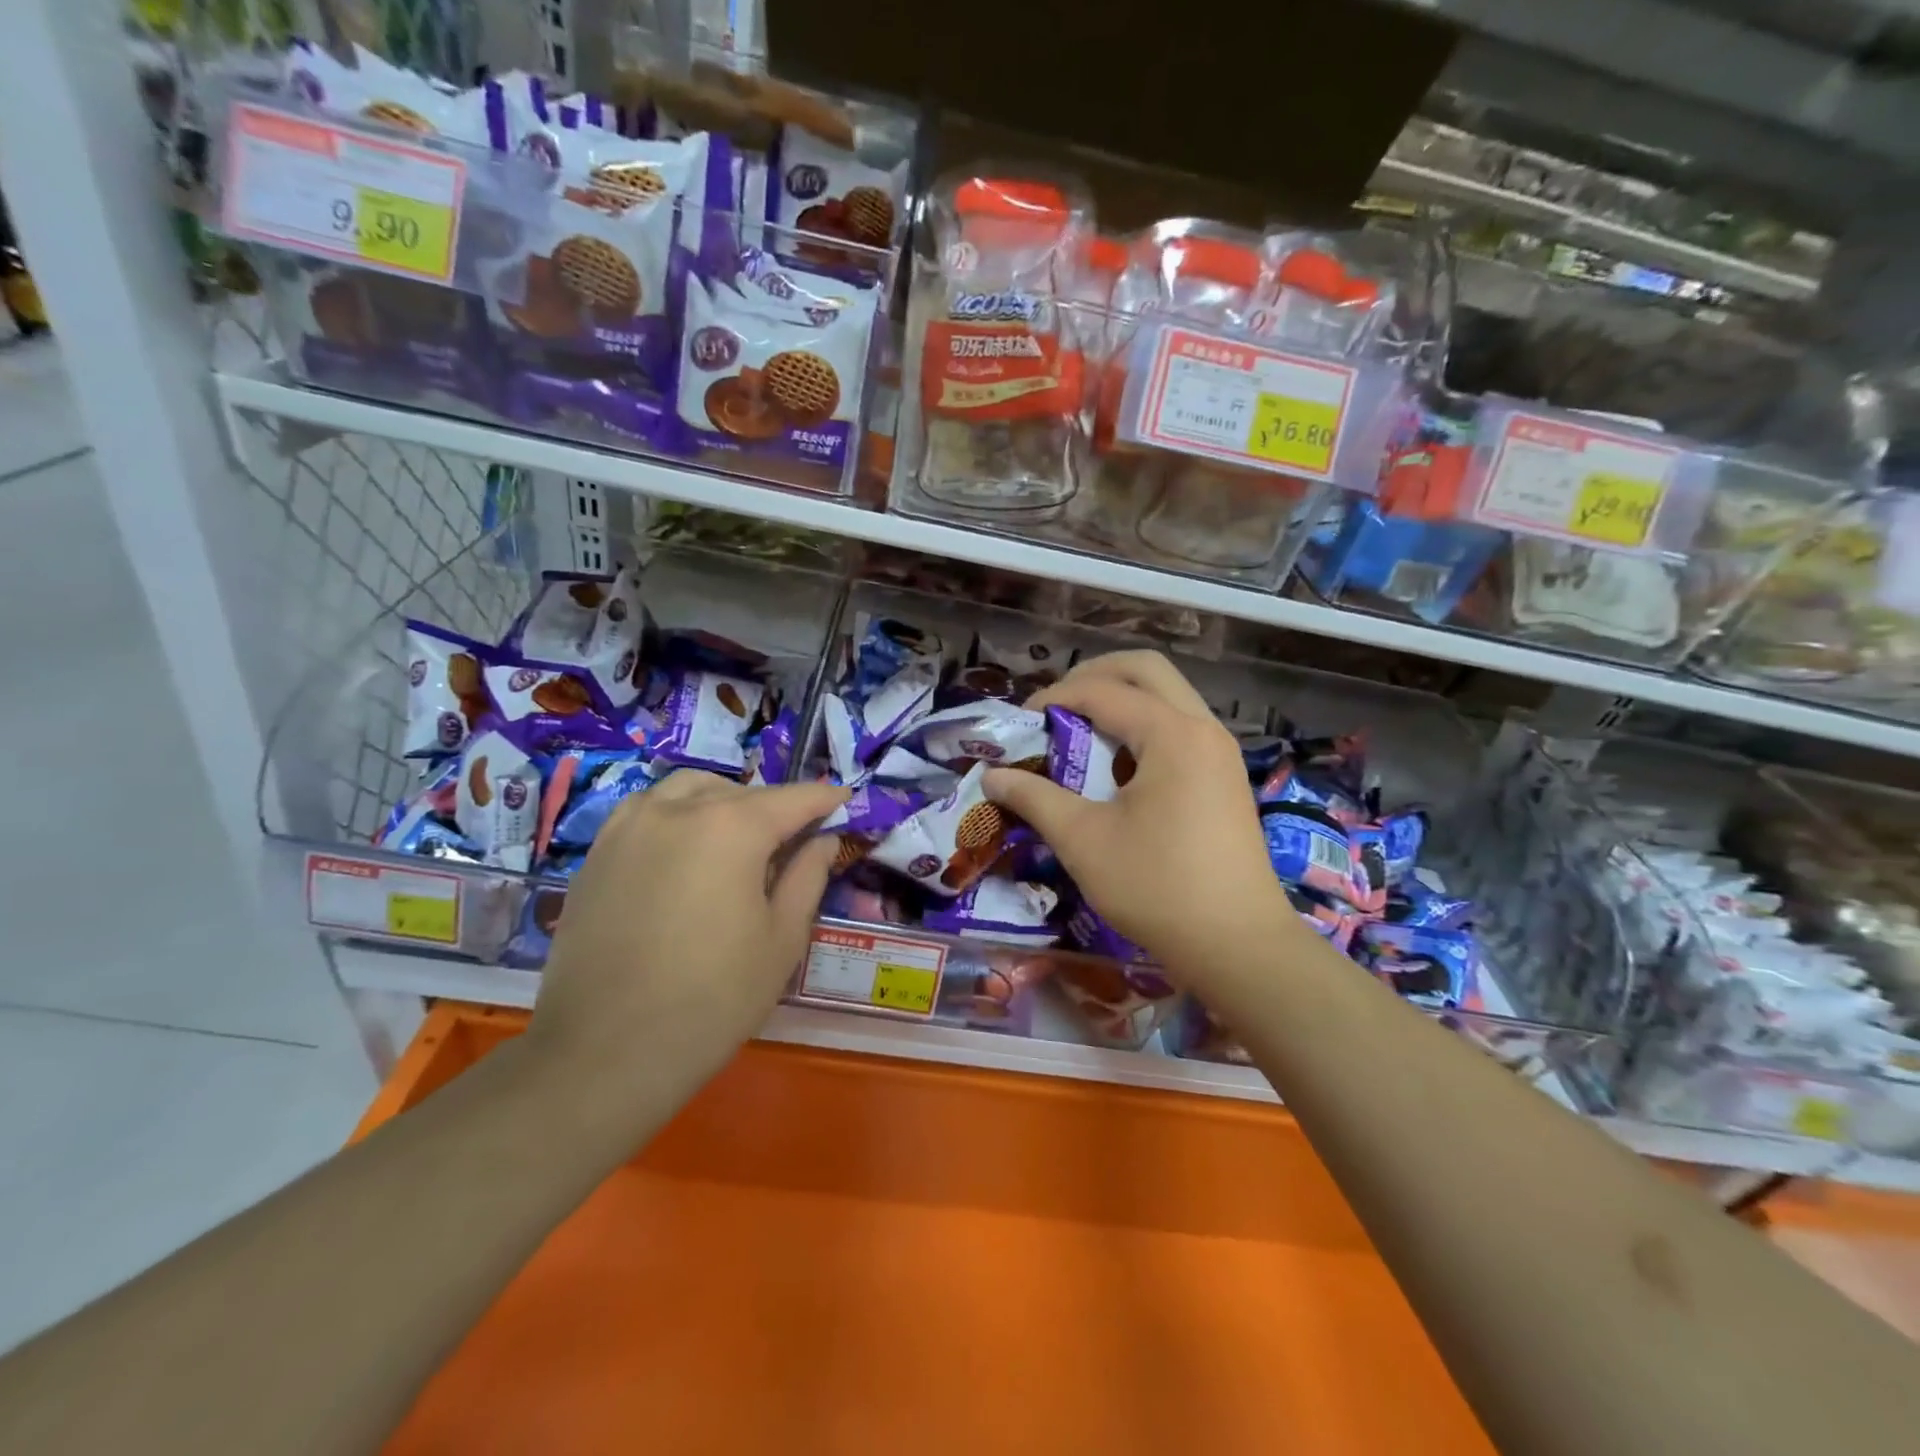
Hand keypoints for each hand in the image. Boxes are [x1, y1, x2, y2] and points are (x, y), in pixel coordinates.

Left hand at [525, 771, 846, 1139]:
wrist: (604, 1054)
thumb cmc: (713, 999)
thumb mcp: (782, 939)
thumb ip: (808, 876)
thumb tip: (823, 839)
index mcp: (731, 827)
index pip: (793, 799)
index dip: (826, 800)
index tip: (847, 801)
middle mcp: (678, 810)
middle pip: (741, 792)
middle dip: (774, 809)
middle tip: (793, 843)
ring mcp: (628, 827)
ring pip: (688, 790)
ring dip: (724, 802)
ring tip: (737, 841)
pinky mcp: (597, 853)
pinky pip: (647, 811)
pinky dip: (678, 816)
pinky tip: (685, 855)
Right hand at [982, 651, 1293, 986]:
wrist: (1239, 945)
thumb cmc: (1158, 887)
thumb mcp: (1084, 841)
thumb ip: (1035, 798)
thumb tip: (993, 776)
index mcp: (1172, 734)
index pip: (1103, 691)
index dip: (1054, 698)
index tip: (1021, 723)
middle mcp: (1202, 728)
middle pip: (1146, 669)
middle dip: (1094, 676)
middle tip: (1055, 706)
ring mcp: (1219, 751)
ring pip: (1167, 695)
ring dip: (1121, 699)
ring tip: (1080, 731)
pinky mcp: (1224, 776)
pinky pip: (1180, 726)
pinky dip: (1143, 726)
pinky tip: (1117, 766)